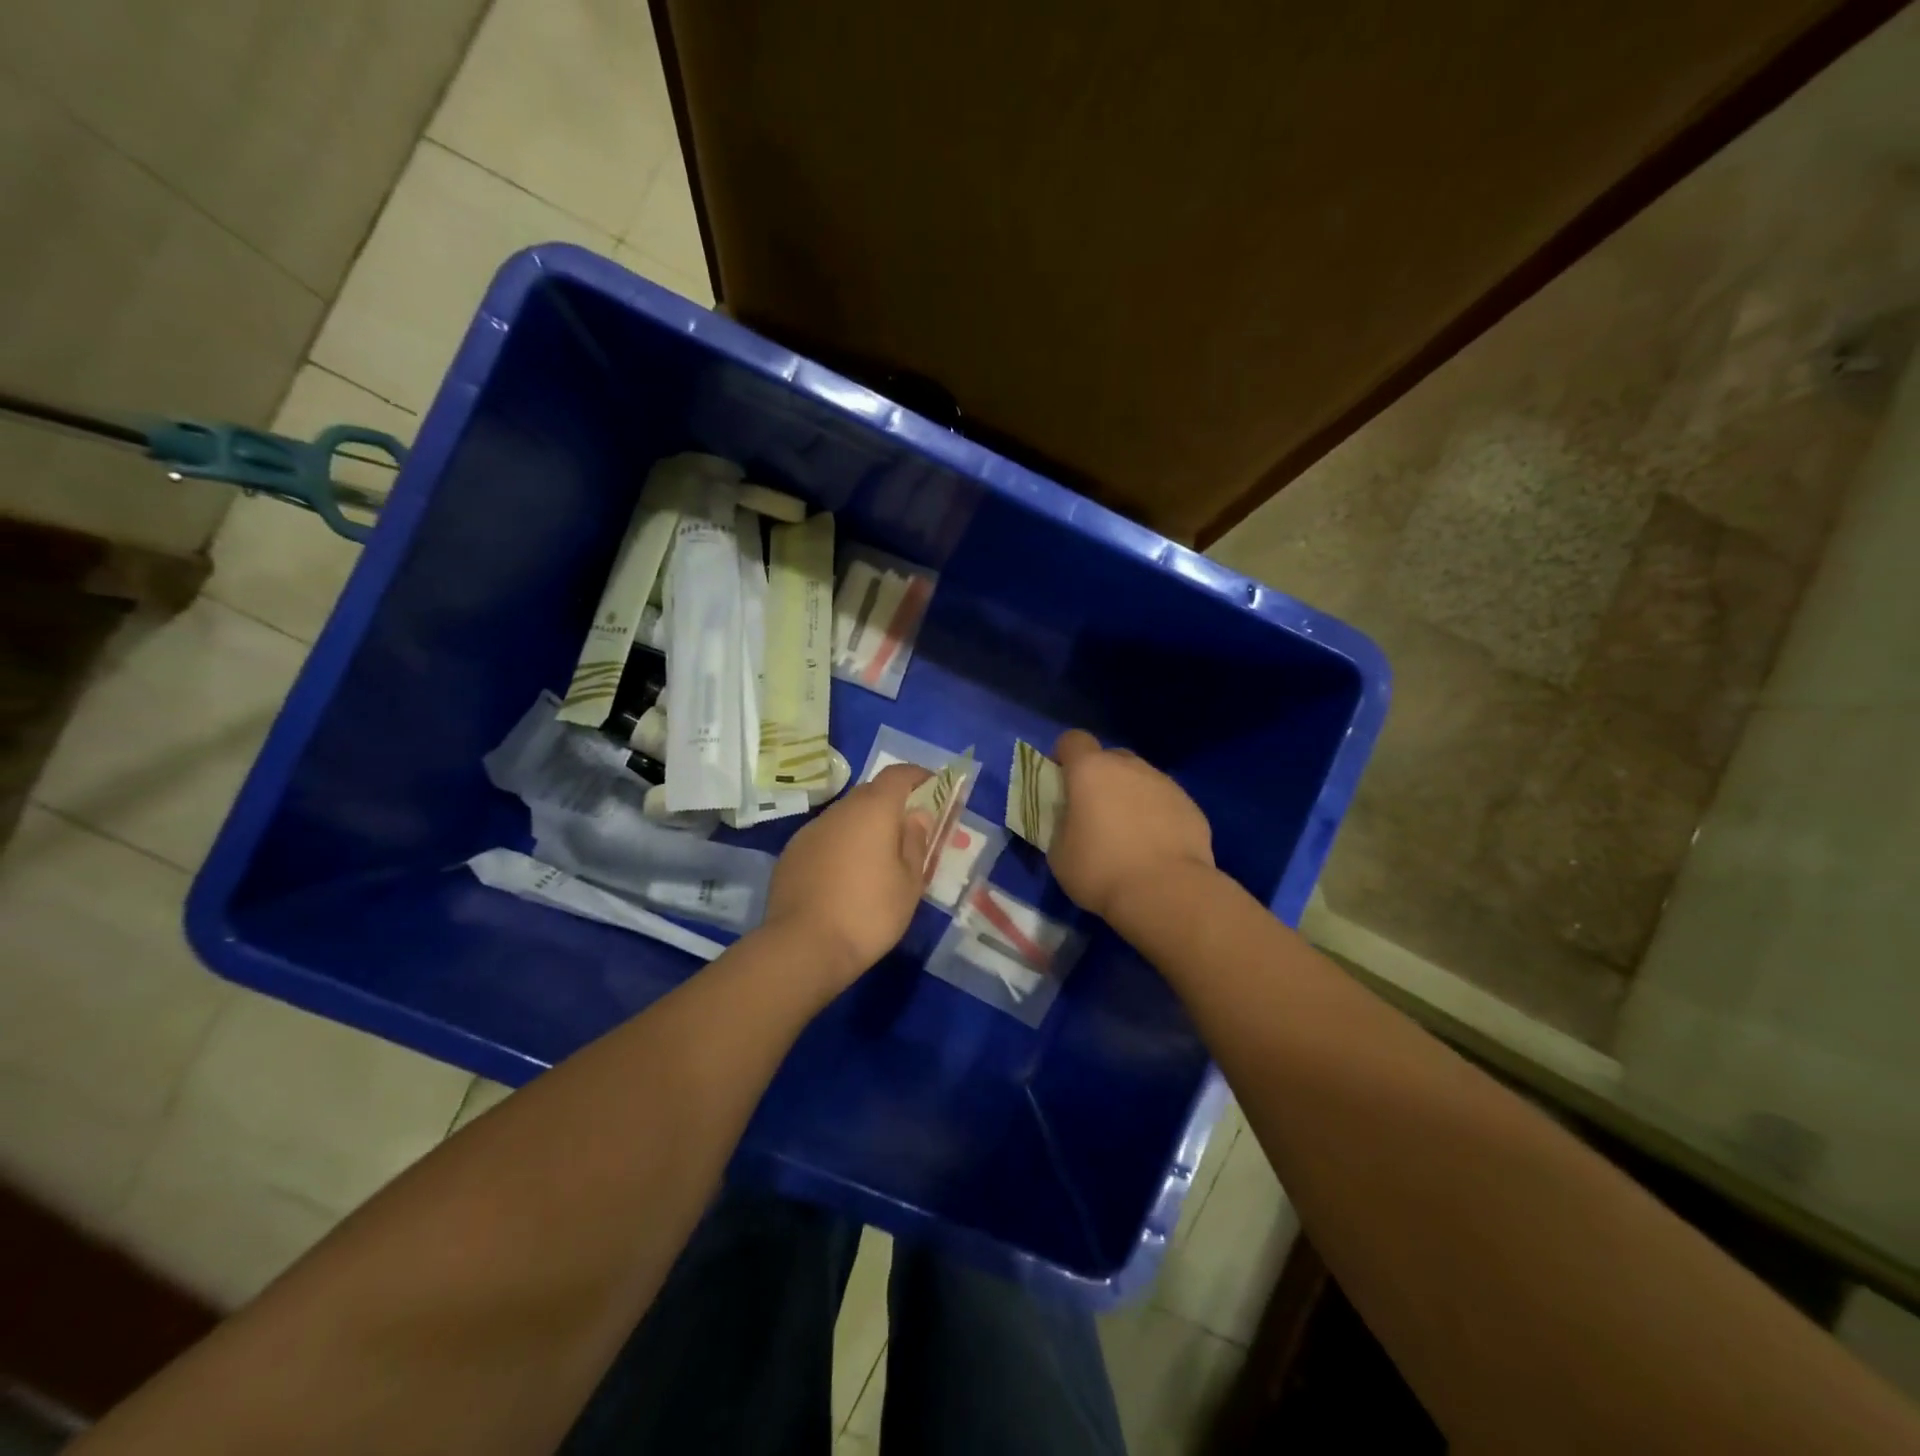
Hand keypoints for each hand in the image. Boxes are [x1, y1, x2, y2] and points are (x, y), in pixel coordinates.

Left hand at [763, 763, 934, 990]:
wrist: (803, 947)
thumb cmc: (869, 912)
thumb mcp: (909, 882)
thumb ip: (915, 842)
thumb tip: (916, 815)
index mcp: (873, 809)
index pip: (898, 774)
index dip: (918, 776)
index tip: (933, 787)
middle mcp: (839, 810)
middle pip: (870, 793)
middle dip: (891, 803)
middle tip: (908, 829)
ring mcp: (810, 831)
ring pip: (845, 816)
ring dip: (863, 826)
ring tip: (877, 858)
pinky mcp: (791, 853)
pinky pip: (825, 838)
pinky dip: (841, 845)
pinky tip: (845, 876)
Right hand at [1048, 729, 1214, 919]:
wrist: (1165, 893)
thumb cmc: (1100, 869)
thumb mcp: (1059, 852)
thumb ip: (1062, 824)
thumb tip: (1072, 821)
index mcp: (1090, 770)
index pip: (1072, 740)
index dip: (1064, 756)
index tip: (1061, 781)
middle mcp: (1130, 767)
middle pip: (1110, 758)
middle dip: (1100, 777)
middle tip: (1095, 812)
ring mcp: (1165, 784)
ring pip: (1141, 779)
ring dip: (1131, 796)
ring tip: (1129, 834)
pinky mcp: (1191, 806)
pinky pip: (1165, 802)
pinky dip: (1157, 816)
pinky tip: (1155, 847)